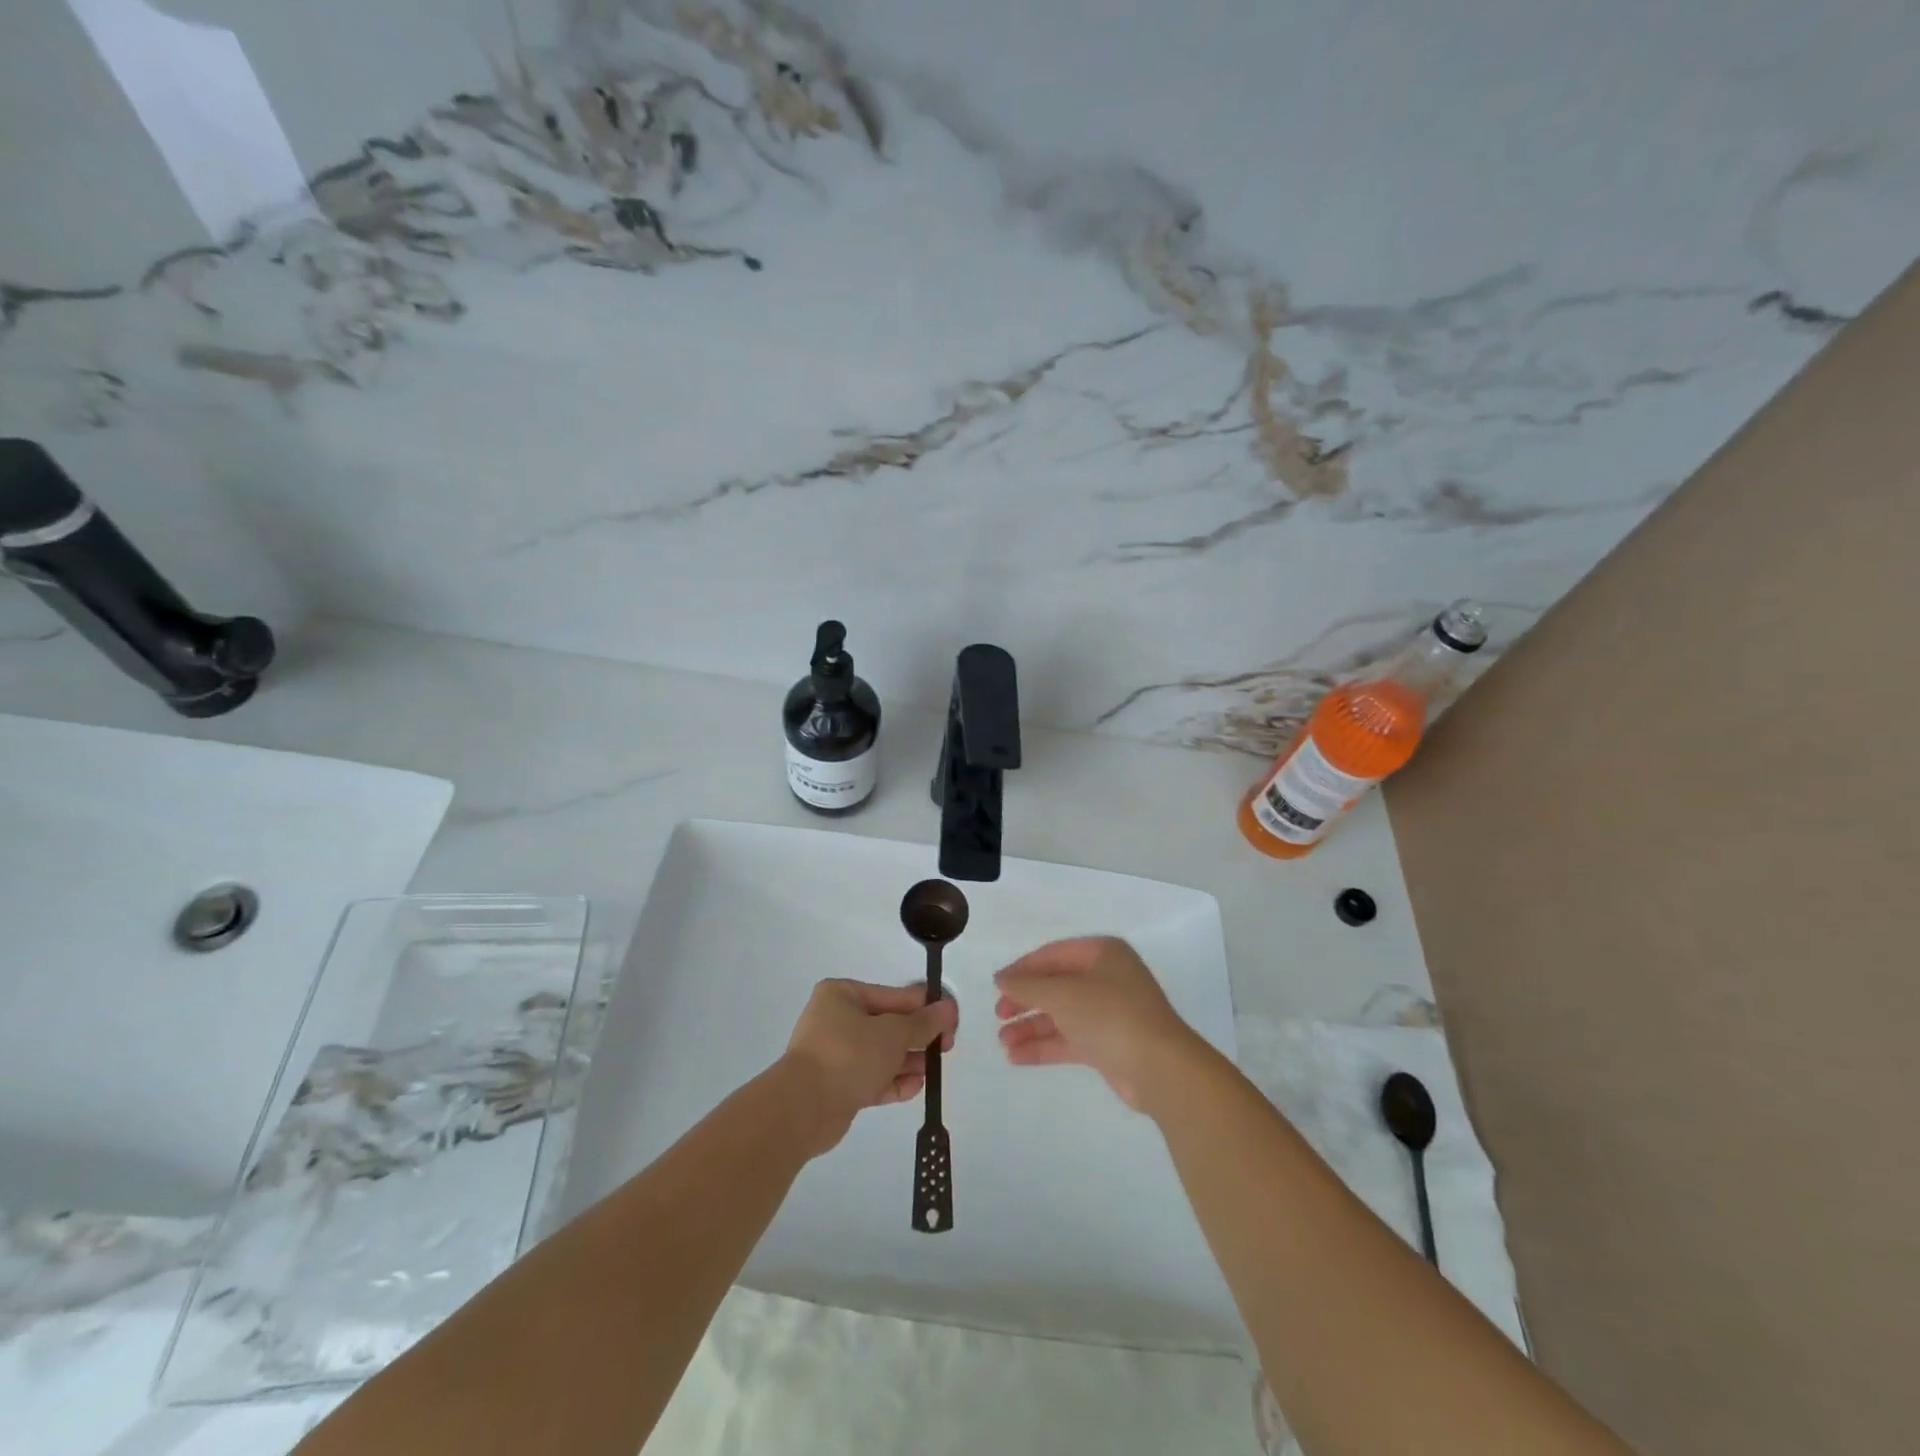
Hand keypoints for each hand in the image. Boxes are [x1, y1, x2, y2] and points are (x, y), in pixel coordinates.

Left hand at [781, 979, 957, 1154]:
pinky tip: (915, 1088)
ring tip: (932, 1070)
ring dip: (907, 1061)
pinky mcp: (836, 1085)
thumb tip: (949, 1007)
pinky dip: (892, 1081)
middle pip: (888, 1025)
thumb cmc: (849, 1055)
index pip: (894, 996)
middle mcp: (836, 1019)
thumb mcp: (893, 1033)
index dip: (925, 1007)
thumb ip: (924, 1022)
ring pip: (881, 1053)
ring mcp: (834, 1054)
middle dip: (917, 1037)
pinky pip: (871, 1078)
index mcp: (843, 995)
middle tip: (946, 1048)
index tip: (951, 1021)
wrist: (803, 1108)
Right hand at [994, 937, 1206, 1111]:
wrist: (1159, 1068)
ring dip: (1031, 1027)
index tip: (997, 986)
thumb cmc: (1110, 1015)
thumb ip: (1027, 985)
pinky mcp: (1109, 1044)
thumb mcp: (1062, 994)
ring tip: (1003, 1042)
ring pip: (1061, 1015)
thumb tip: (1000, 978)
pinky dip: (1045, 1046)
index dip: (1023, 969)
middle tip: (999, 1016)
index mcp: (1102, 953)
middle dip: (1026, 1001)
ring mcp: (1109, 1012)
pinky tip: (1017, 1057)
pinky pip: (1070, 1039)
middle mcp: (1107, 978)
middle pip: (1056, 985)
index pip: (1053, 954)